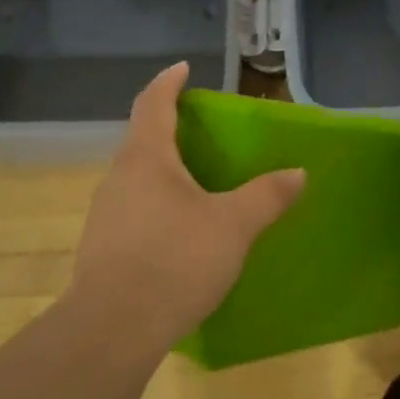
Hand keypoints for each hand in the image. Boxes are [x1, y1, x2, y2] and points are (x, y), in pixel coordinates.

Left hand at [67, 62, 305, 353]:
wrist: (114, 329)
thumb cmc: (175, 261)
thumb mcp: (233, 226)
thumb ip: (267, 196)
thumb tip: (298, 173)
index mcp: (146, 159)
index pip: (153, 103)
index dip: (168, 82)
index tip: (182, 69)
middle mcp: (118, 178)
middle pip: (142, 141)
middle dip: (169, 130)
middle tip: (201, 134)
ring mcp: (103, 214)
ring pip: (136, 179)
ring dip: (163, 172)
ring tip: (195, 184)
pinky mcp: (101, 248)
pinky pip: (132, 211)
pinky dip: (156, 206)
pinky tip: (177, 232)